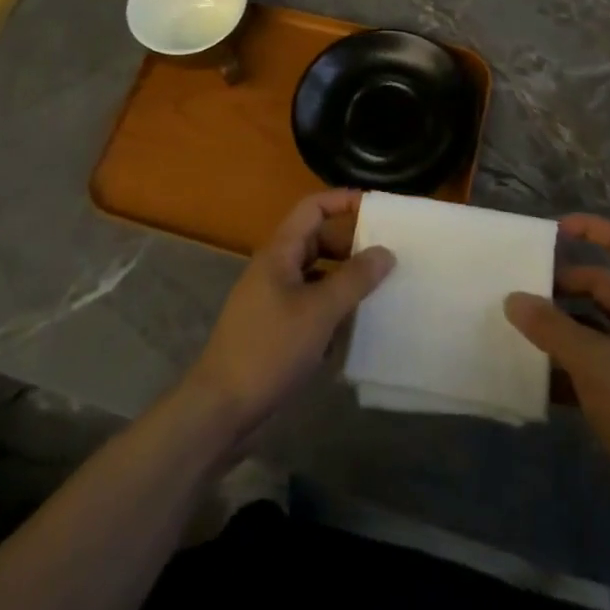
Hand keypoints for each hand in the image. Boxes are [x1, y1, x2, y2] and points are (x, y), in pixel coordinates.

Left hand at [183, 191, 394, 441]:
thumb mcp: (319, 312)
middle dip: (351, 245)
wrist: (222, 408)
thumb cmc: (270, 349)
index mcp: (280, 252)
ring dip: (344, 280)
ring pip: (316, 276)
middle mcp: (275, 268)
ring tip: (381, 290)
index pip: (313, 208)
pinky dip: (332, 310)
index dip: (343, 201)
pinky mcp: (276, 330)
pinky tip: (355, 329)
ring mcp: (273, 300)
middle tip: (388, 256)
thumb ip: (354, 279)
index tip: (377, 209)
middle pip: (317, 241)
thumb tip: (385, 252)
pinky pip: (310, 306)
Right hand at [505, 214, 609, 506]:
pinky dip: (565, 363)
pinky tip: (536, 376)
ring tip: (521, 331)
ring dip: (559, 326)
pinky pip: (590, 361)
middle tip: (523, 292)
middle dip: (562, 286)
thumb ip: (550, 328)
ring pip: (592, 325)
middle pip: (600, 286)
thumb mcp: (592, 363)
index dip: (594, 229)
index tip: (554, 231)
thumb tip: (513, 299)